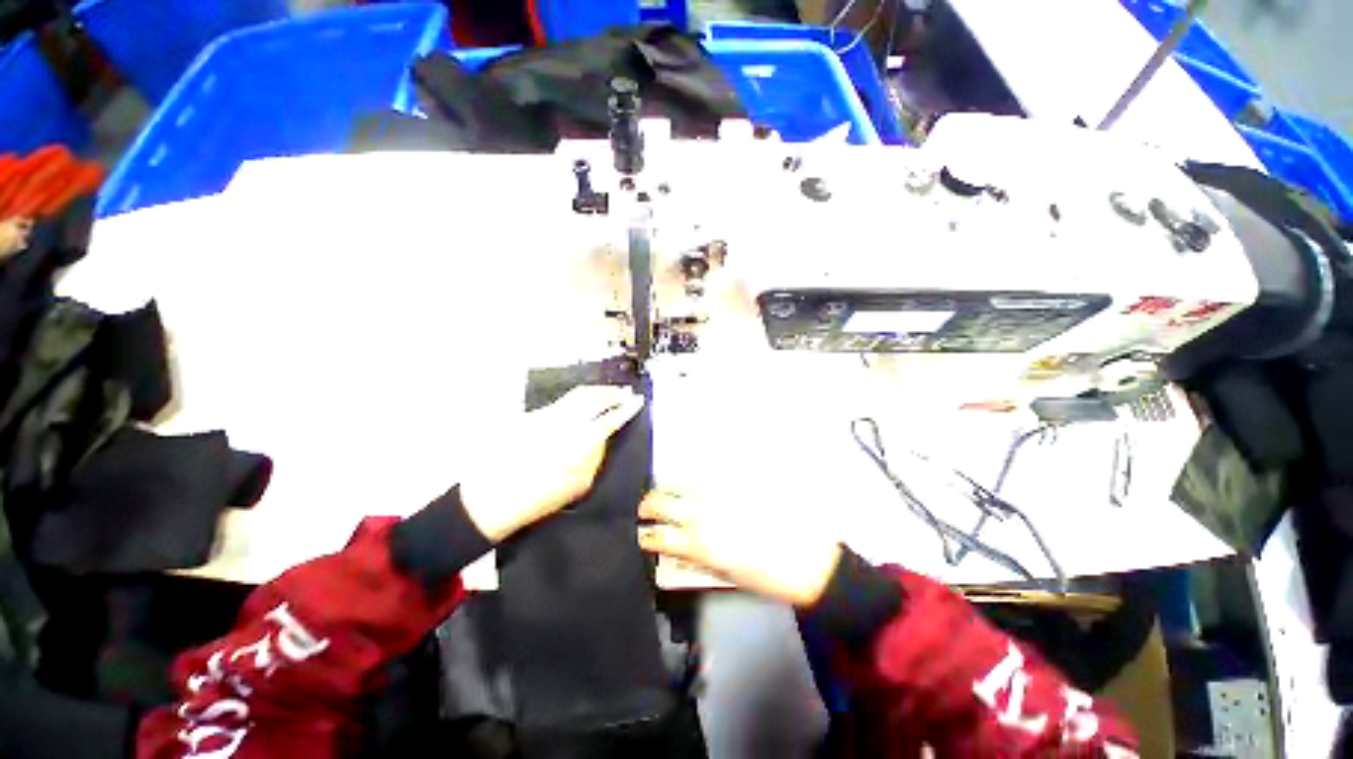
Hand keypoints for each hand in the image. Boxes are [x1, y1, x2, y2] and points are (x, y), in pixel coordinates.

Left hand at [460, 385, 643, 542]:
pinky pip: (561, 402)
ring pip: (577, 394)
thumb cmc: (540, 498)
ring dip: (596, 391)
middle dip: (613, 392)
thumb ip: (595, 457)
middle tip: (625, 392)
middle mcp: (565, 422)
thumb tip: (603, 438)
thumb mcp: (580, 484)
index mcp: (580, 441)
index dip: (628, 408)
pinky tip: (580, 406)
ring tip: (608, 392)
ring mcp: (547, 415)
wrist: (494, 497)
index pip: (611, 417)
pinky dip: (576, 400)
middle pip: (595, 396)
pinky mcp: (532, 416)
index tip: (638, 401)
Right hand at [638, 491, 843, 606]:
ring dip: (667, 488)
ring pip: (682, 483)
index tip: (642, 535)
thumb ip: (697, 556)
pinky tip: (693, 480)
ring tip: (663, 491)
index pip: (660, 537)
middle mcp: (703, 514)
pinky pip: (709, 473)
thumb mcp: (726, 574)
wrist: (809, 559)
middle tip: (644, 509)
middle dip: (649, 506)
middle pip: (663, 504)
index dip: (647, 536)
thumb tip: (680, 544)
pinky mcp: (737, 481)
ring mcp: (719, 494)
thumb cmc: (767, 578)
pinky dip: (695, 477)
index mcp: (698, 544)